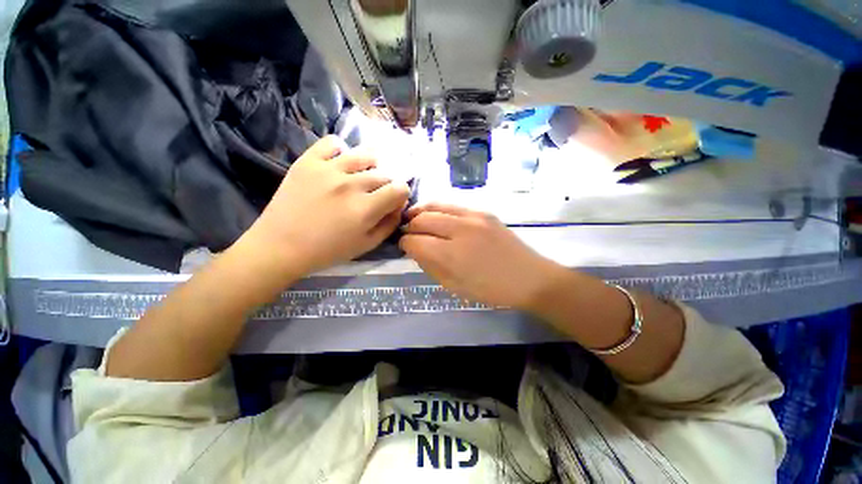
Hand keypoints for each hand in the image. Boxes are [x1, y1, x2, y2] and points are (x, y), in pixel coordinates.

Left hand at [241, 136, 409, 277]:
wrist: (281, 246)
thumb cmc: (328, 251)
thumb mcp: (367, 245)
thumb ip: (389, 224)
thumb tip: (398, 206)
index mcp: (366, 208)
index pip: (400, 189)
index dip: (401, 195)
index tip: (392, 202)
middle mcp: (351, 184)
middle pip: (384, 174)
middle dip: (385, 186)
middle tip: (373, 196)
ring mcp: (329, 169)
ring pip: (365, 155)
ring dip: (370, 166)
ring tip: (360, 176)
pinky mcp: (308, 161)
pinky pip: (333, 142)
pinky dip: (341, 150)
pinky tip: (338, 163)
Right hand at [400, 204, 563, 308]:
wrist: (529, 277)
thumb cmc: (490, 289)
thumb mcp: (454, 286)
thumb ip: (430, 266)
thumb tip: (415, 250)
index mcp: (451, 255)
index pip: (414, 241)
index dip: (404, 243)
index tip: (403, 247)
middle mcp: (459, 230)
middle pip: (422, 219)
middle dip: (409, 226)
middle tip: (407, 232)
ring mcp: (473, 216)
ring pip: (435, 206)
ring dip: (420, 212)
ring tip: (414, 218)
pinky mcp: (483, 211)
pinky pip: (452, 205)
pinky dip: (438, 209)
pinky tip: (437, 216)